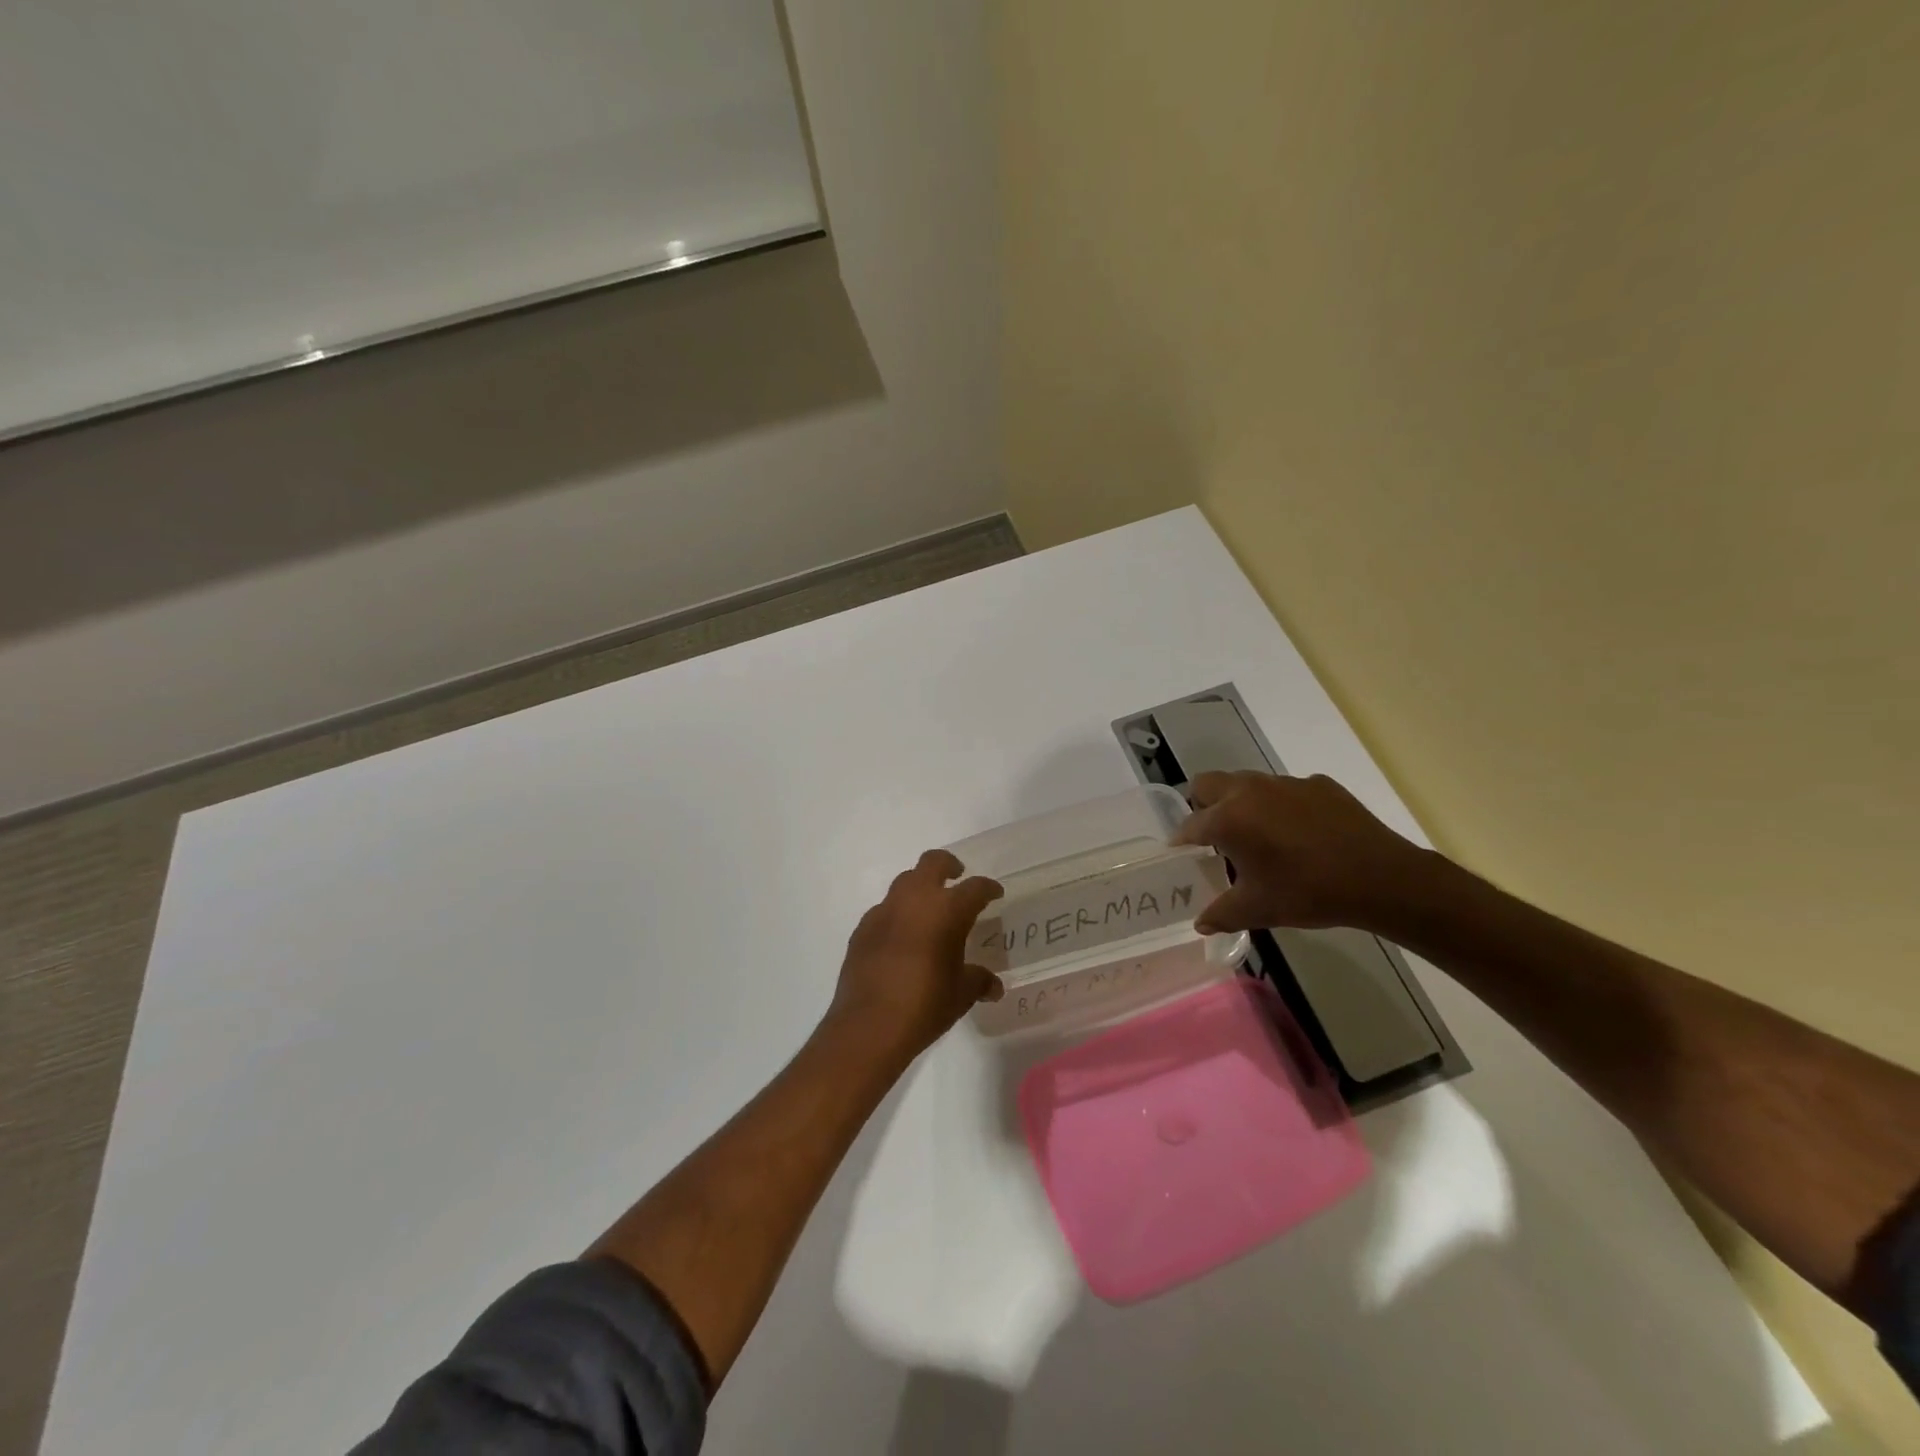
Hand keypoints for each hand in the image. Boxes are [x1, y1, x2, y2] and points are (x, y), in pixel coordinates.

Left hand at [826, 850, 1003, 1063]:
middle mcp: (915, 899)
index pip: (975, 888)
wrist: (869, 1025)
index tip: (994, 894)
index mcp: (947, 909)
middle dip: (948, 865)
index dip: (988, 888)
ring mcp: (884, 911)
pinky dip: (897, 915)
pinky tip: (901, 938)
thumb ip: (979, 981)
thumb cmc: (925, 1004)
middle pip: (933, 863)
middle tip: (957, 876)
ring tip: (928, 910)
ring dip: (919, 888)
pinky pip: (884, 910)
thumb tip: (993, 986)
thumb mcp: (961, 994)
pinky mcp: (862, 928)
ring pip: (905, 882)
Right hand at [1171, 772, 1432, 933]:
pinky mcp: (1319, 785)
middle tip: (1212, 835)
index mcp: (1229, 819)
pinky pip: (1286, 791)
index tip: (1180, 852)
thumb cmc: (1308, 892)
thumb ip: (1221, 914)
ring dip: (1241, 803)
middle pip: (1208, 783)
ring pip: (1247, 783)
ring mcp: (1286, 783)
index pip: (1190, 824)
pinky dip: (1281, 807)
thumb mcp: (1258, 909)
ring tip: (1257, 835)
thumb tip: (1201, 924)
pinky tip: (1299, 835)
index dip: (1181, 840)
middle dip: (1202, 805)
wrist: (1380, 878)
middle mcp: (1250, 791)